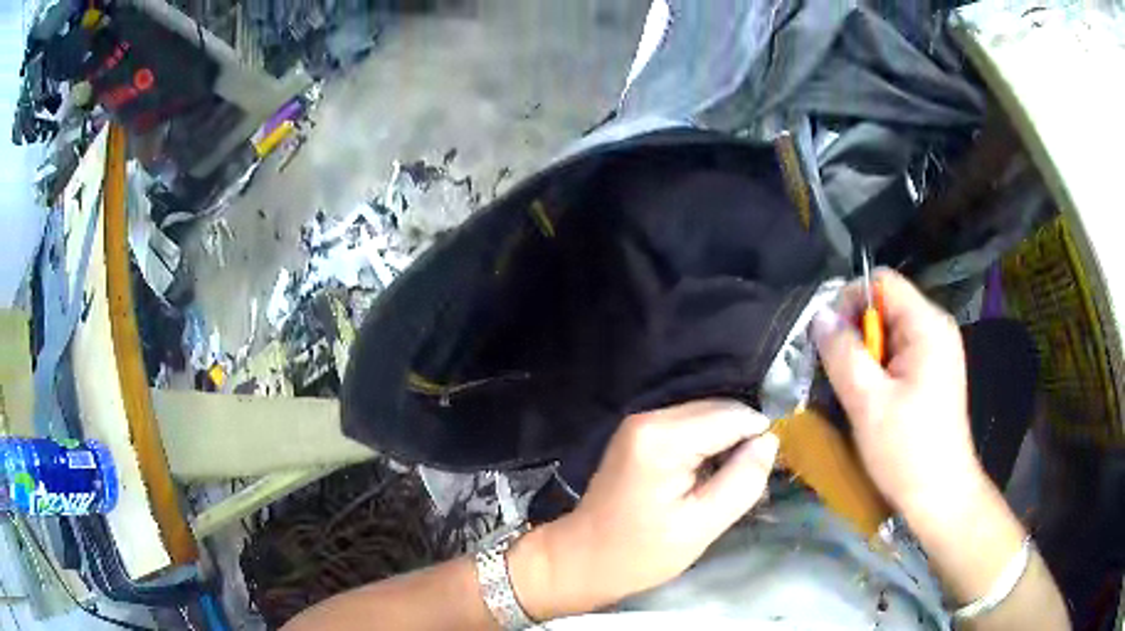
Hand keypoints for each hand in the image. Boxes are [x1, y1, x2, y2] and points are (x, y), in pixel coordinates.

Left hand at [510, 400, 778, 618]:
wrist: (582, 559)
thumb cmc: (640, 553)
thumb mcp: (701, 525)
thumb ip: (742, 480)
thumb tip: (770, 440)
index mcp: (663, 437)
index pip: (732, 416)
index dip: (757, 438)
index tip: (765, 471)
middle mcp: (650, 416)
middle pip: (718, 409)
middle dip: (742, 438)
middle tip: (749, 480)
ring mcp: (641, 422)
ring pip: (706, 416)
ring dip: (726, 442)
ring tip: (729, 481)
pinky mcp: (639, 433)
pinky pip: (689, 427)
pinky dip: (707, 445)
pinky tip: (707, 477)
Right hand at [812, 269, 984, 515]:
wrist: (940, 496)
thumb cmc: (907, 450)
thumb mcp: (868, 402)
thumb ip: (842, 353)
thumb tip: (819, 316)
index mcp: (927, 326)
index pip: (881, 282)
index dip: (849, 300)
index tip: (828, 339)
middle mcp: (936, 329)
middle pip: (885, 306)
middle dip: (855, 333)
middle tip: (835, 371)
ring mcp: (937, 352)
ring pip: (889, 332)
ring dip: (864, 355)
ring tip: (850, 389)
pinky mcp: (933, 373)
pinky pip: (898, 354)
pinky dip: (878, 369)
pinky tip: (870, 399)